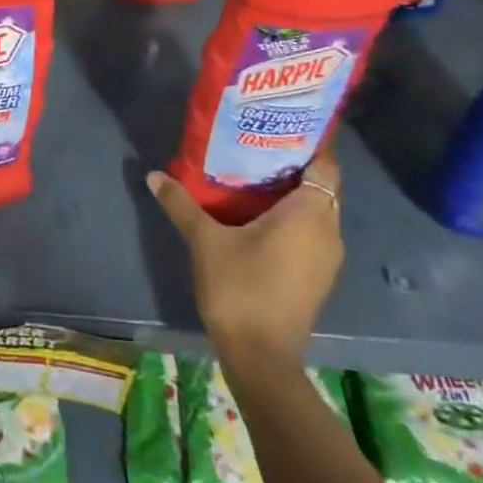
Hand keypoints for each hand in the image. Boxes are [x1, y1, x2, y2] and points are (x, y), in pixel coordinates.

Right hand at [148, 143, 343, 370]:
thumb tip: (154, 175)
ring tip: (252, 175)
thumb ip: (181, 204)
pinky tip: (258, 215)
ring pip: (316, 211)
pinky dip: (291, 217)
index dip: (309, 142)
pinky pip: (311, 232)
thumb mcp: (204, 240)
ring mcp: (327, 257)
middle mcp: (328, 231)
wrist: (261, 356)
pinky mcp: (317, 276)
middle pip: (321, 186)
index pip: (325, 164)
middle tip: (256, 145)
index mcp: (309, 214)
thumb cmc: (240, 287)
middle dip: (293, 165)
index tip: (280, 125)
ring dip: (291, 193)